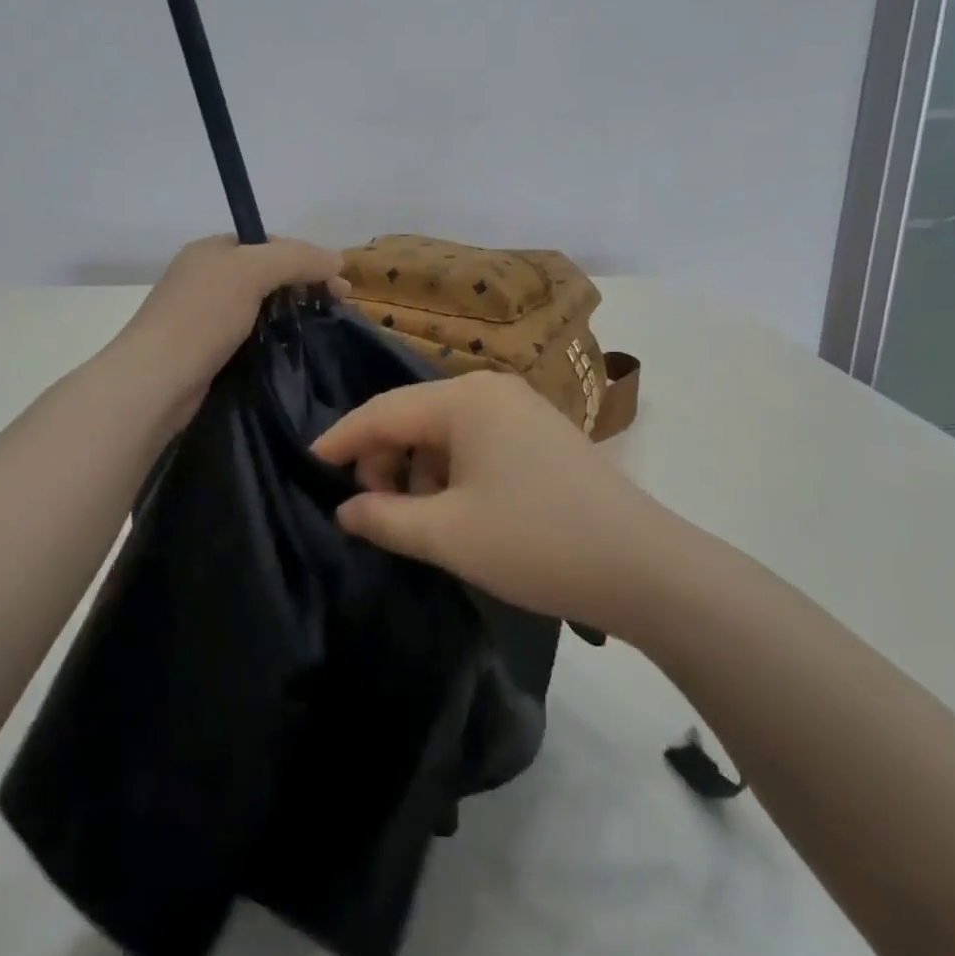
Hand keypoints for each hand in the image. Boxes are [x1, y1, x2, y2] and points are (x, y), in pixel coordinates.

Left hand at [113, 235, 347, 418]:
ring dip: (291, 312)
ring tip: (322, 326)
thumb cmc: (201, 317)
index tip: (339, 280)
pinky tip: (292, 347)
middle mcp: (206, 276)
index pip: (269, 242)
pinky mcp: (207, 349)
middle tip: (339, 305)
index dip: (306, 256)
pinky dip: (274, 336)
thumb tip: (338, 260)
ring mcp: (204, 315)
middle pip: (267, 272)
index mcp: (212, 250)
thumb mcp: (252, 272)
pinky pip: (250, 333)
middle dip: (304, 284)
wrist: (155, 382)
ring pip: (260, 305)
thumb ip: (297, 259)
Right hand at [312, 372, 682, 637]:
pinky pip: (475, 441)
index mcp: (464, 399)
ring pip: (444, 431)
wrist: (644, 566)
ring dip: (418, 470)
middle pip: (413, 416)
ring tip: (418, 519)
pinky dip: (452, 471)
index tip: (310, 463)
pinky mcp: (540, 432)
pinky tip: (458, 510)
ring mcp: (520, 407)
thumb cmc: (535, 542)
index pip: (382, 411)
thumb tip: (345, 508)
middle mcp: (490, 389)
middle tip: (375, 511)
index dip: (342, 439)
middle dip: (384, 460)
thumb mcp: (447, 535)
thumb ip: (383, 518)